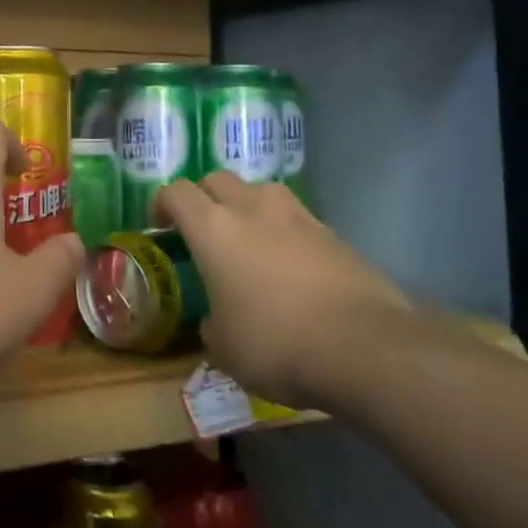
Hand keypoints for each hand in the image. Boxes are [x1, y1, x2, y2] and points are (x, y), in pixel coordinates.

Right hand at [156, 174, 409, 408]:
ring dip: (247, 207)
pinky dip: (285, 232)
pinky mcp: (334, 234)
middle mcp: (252, 209)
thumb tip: (216, 320)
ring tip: (249, 240)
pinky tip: (291, 266)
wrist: (367, 347)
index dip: (162, 204)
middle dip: (204, 198)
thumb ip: (212, 324)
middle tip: (202, 230)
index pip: (176, 193)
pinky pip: (297, 219)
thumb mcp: (225, 348)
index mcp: (213, 228)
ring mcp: (298, 217)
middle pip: (217, 179)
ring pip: (261, 191)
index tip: (160, 225)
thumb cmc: (277, 343)